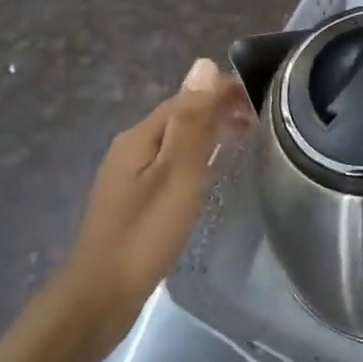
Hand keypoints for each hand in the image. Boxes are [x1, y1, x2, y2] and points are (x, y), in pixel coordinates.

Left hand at [52, 57, 251, 351]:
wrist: (100, 297)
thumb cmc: (145, 232)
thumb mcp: (177, 172)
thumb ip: (192, 120)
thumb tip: (202, 64)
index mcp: (140, 137)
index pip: (187, 96)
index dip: (223, 90)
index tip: (262, 94)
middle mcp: (132, 147)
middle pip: (180, 115)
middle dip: (218, 108)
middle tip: (260, 117)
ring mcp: (130, 174)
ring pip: (177, 139)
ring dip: (209, 131)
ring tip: (245, 137)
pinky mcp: (134, 199)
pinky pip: (172, 161)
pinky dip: (197, 154)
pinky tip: (211, 169)